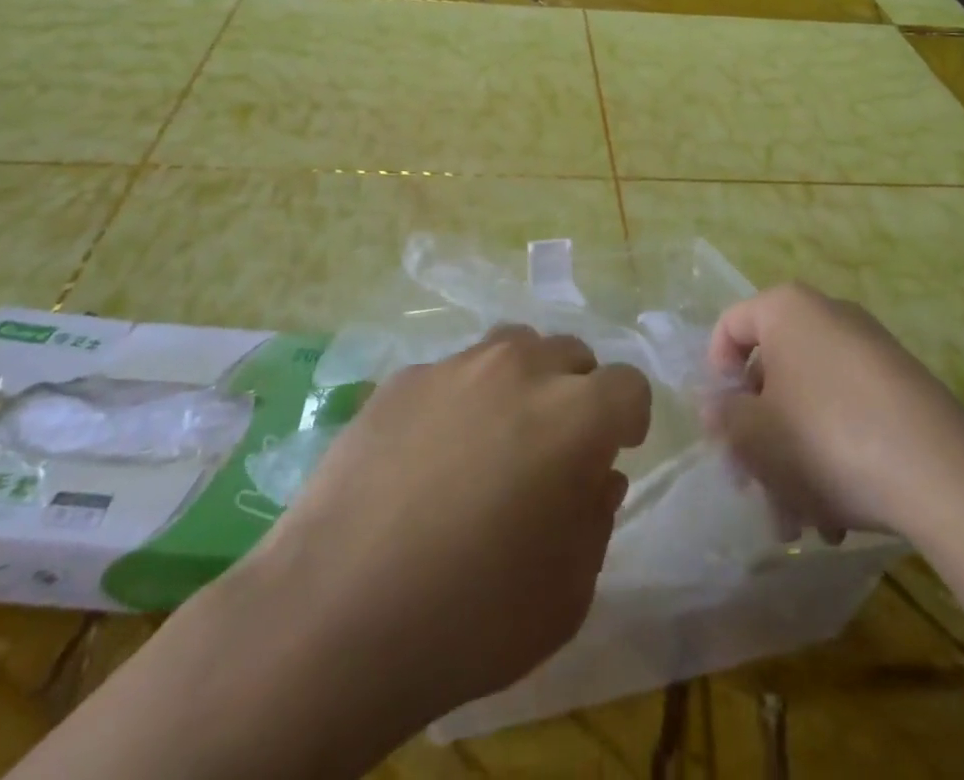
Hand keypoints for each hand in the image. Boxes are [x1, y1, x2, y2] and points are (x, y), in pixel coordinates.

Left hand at [220, 326, 651, 729]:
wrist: (334, 614)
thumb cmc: (471, 617)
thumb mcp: (567, 593)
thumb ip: (596, 518)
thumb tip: (599, 475)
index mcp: (575, 416)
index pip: (629, 384)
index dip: (629, 418)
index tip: (616, 450)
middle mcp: (520, 370)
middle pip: (571, 354)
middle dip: (578, 392)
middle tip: (555, 446)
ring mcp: (455, 366)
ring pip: (512, 346)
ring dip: (523, 380)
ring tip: (497, 436)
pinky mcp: (402, 378)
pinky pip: (452, 373)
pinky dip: (461, 398)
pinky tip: (430, 455)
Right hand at [705, 283, 963, 544]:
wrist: (942, 473)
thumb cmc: (825, 438)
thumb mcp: (753, 435)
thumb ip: (722, 417)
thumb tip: (715, 407)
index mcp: (786, 310)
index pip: (730, 327)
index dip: (716, 376)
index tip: (722, 425)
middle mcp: (828, 317)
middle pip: (773, 373)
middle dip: (759, 438)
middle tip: (755, 490)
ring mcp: (871, 351)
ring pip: (810, 403)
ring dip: (794, 462)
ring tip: (800, 525)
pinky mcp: (903, 389)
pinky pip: (849, 413)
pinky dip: (833, 456)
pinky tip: (837, 518)